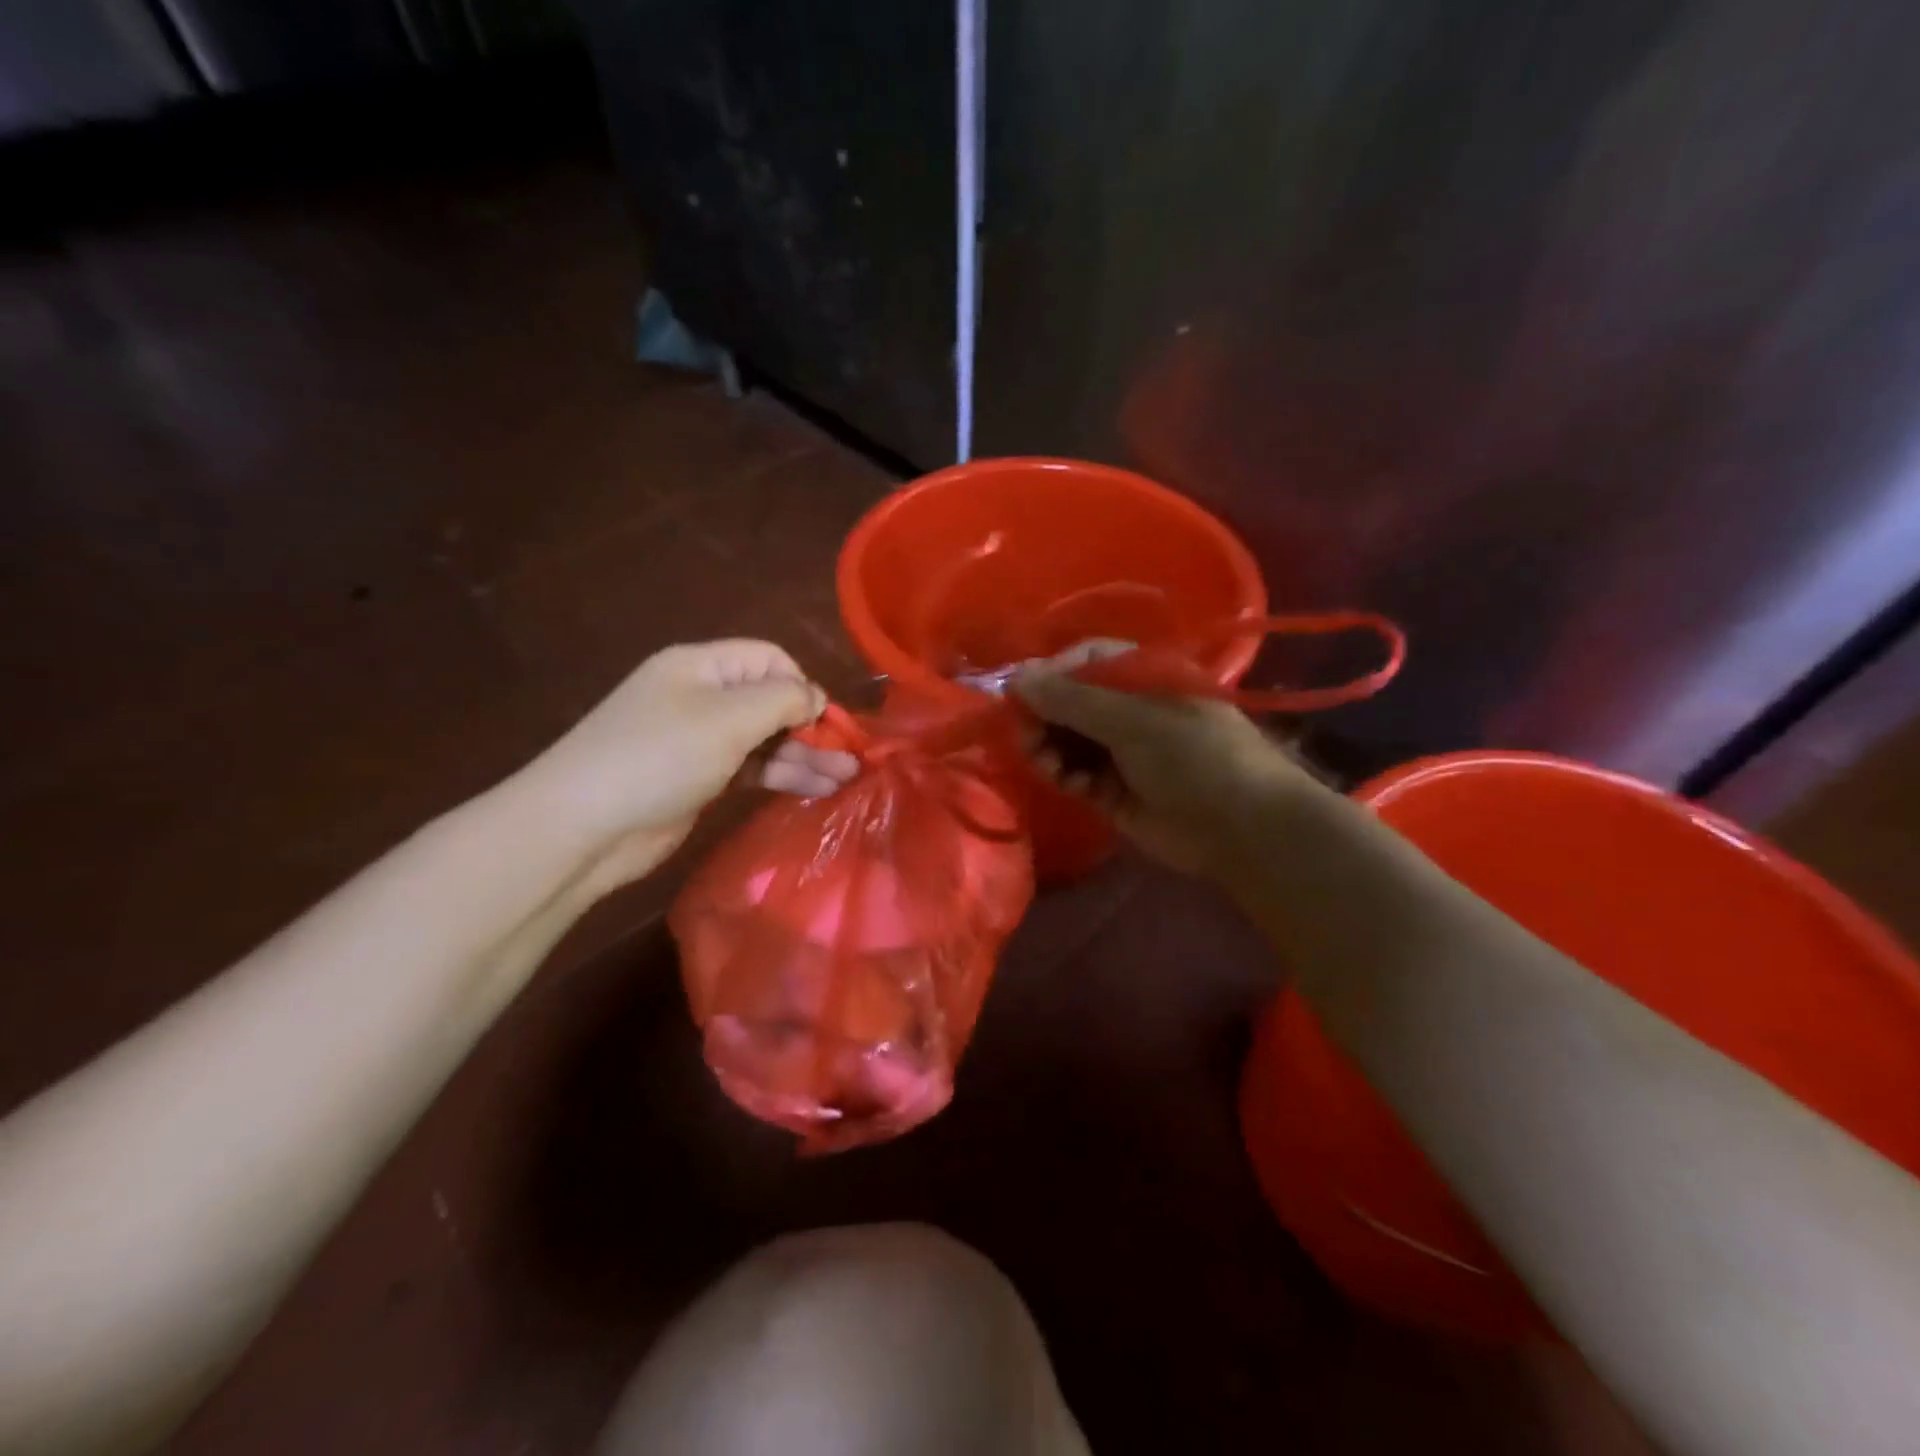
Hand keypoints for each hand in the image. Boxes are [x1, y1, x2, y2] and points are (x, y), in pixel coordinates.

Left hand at [522, 640, 831, 889]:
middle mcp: (702, 697)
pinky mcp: (699, 778)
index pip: (769, 659)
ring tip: (846, 779)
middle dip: (812, 726)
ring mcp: (699, 740)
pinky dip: (781, 776)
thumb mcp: (727, 719)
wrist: (583, 826)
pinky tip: (814, 790)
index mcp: (702, 667)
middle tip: (851, 758)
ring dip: (805, 755)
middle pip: (771, 701)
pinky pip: (751, 768)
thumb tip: (816, 697)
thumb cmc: (659, 757)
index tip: (828, 721)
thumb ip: (781, 700)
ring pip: (765, 739)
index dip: (803, 685)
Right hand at [1012, 668, 1308, 874]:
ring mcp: (1121, 751)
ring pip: (1066, 740)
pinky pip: (1075, 774)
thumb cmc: (1194, 755)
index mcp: (1143, 677)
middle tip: (1026, 736)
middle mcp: (1129, 709)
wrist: (1241, 828)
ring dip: (1048, 748)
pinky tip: (1069, 784)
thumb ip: (1070, 700)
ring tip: (1044, 762)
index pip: (1085, 661)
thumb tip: (1015, 678)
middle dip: (1043, 717)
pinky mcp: (1113, 790)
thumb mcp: (1132, 720)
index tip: (1022, 694)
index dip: (1051, 674)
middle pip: (1069, 703)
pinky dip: (1065, 776)